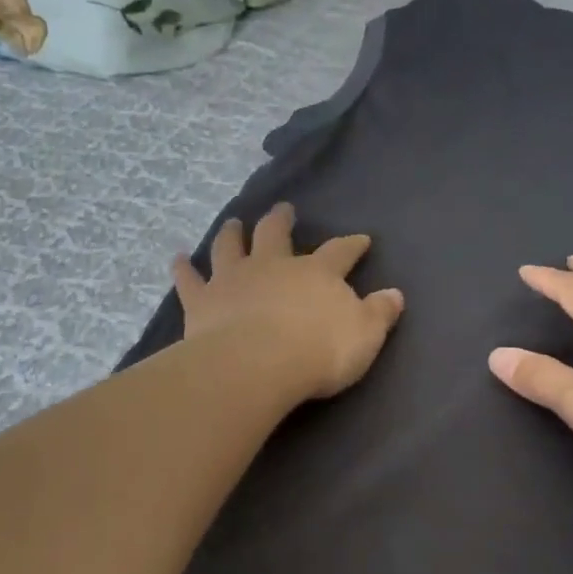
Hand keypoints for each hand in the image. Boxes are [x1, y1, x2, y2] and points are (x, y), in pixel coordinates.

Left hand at [175, 203, 405, 401]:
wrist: (258, 364)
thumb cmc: (318, 351)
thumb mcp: (364, 335)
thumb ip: (379, 313)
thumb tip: (395, 295)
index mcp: (316, 273)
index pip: (340, 252)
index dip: (352, 245)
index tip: (361, 239)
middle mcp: (273, 265)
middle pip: (276, 234)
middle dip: (281, 220)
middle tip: (282, 209)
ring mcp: (234, 279)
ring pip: (231, 247)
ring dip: (232, 233)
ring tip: (233, 223)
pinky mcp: (202, 300)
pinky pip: (189, 279)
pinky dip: (183, 268)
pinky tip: (178, 259)